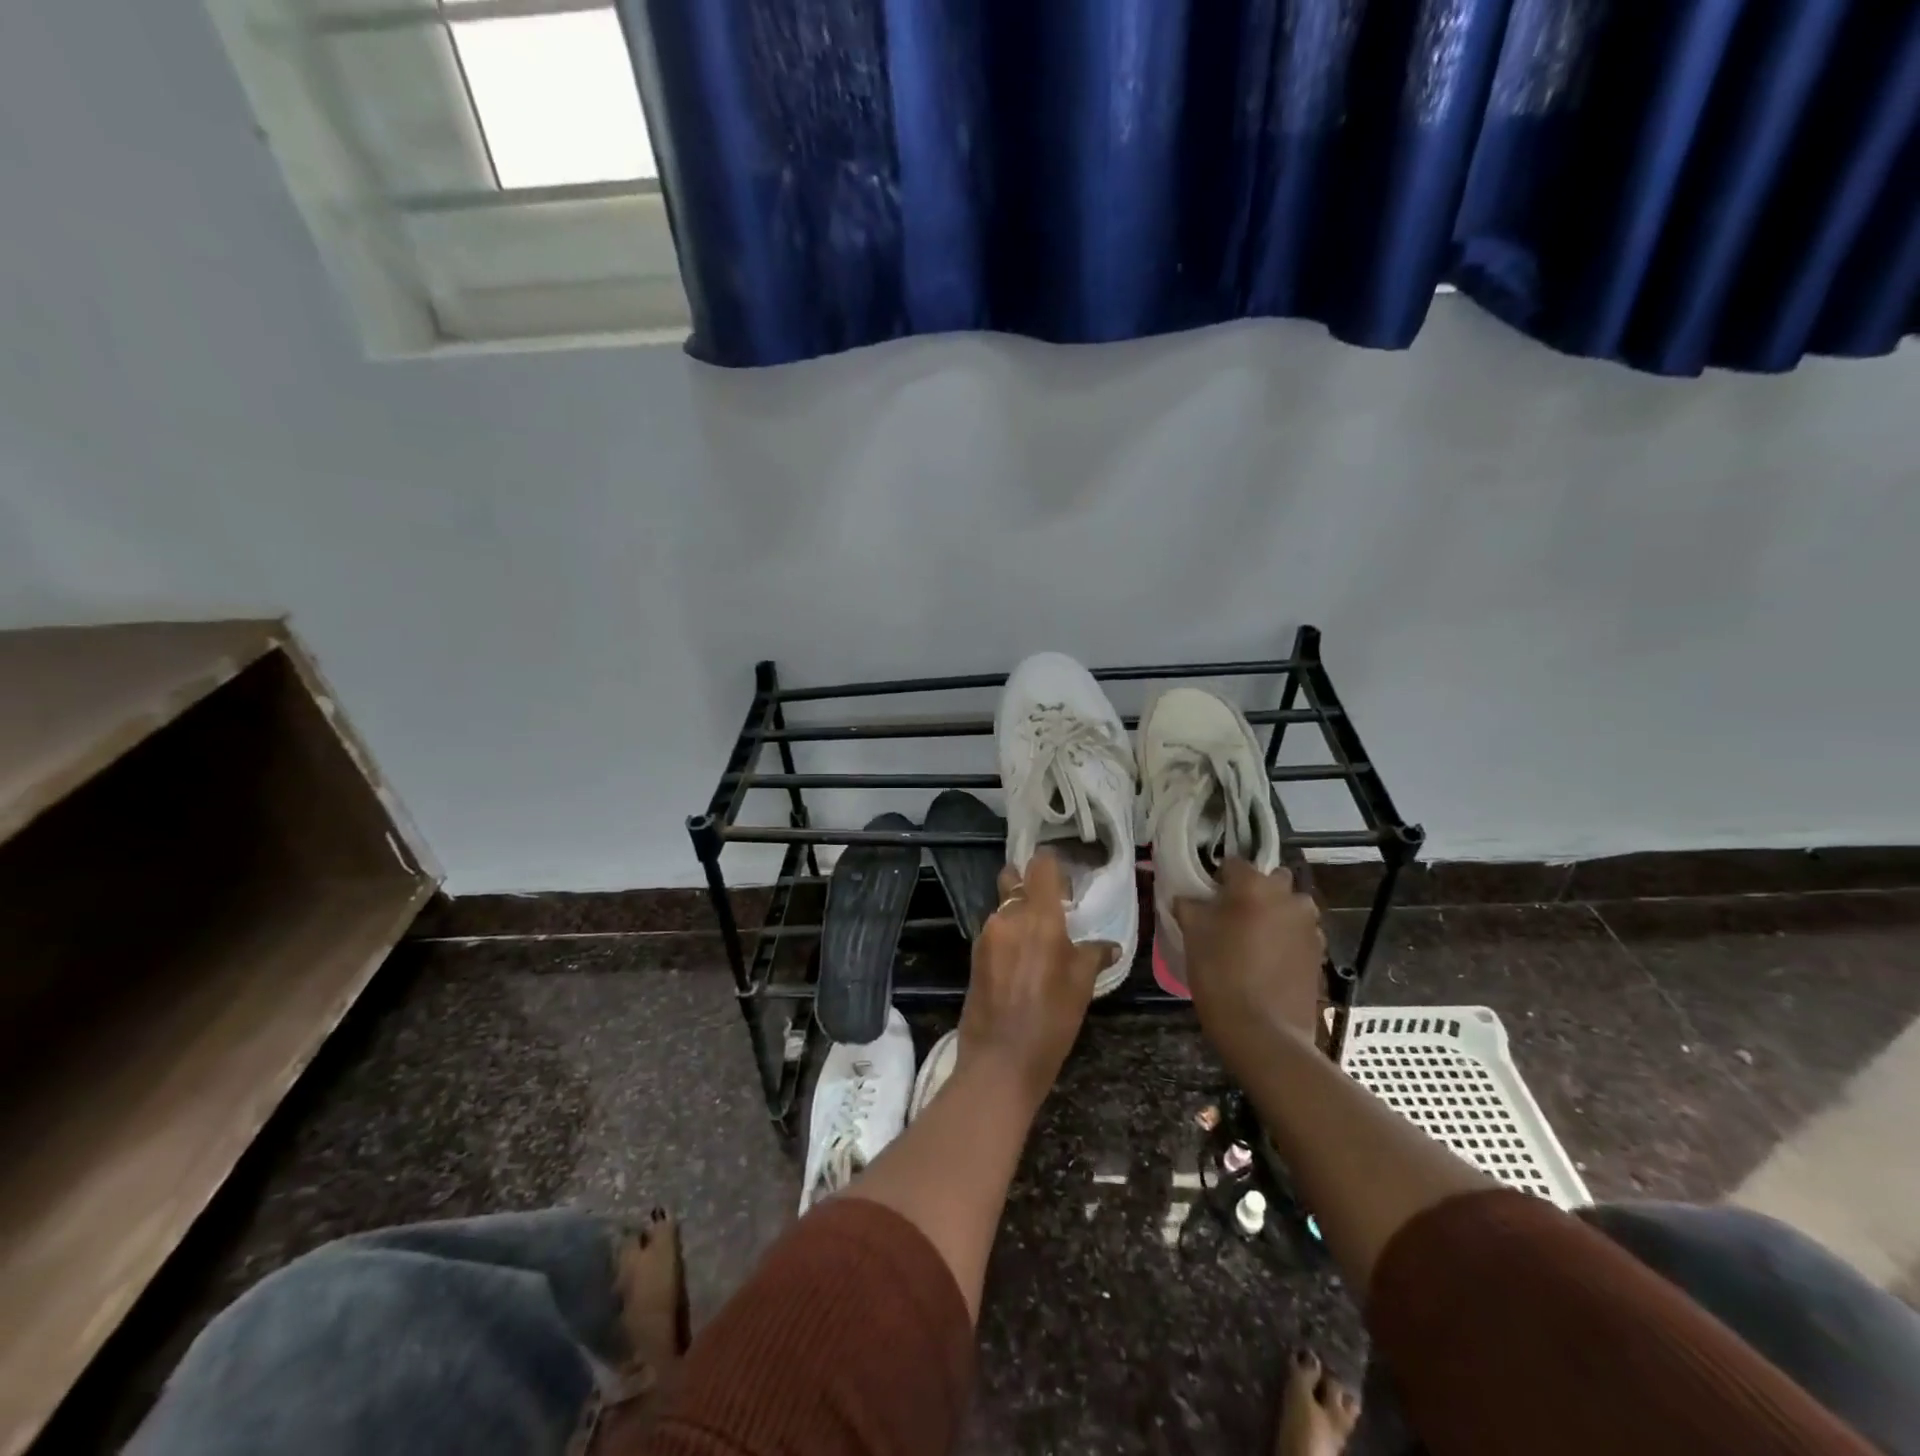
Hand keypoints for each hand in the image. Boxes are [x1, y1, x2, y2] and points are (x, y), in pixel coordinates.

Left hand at [958, 850, 1110, 1107]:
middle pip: (1014, 880)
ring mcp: (986, 935)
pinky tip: (1022, 962)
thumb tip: (1108, 945)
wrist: (1000, 1061)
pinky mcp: (975, 955)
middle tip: (1051, 906)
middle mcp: (1008, 916)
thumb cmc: (1051, 1021)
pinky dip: (1008, 937)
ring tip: (1039, 943)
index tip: (1065, 878)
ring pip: (1004, 908)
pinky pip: (995, 932)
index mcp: (1039, 916)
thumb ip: (1093, 954)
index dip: (1052, 865)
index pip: (1041, 865)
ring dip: (1019, 915)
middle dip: (1029, 885)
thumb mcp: (1081, 986)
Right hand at [1175, 859, 1325, 1050]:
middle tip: (1234, 916)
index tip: (1208, 898)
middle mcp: (1287, 896)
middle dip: (1256, 891)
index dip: (1218, 879)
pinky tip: (1271, 961)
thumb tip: (1188, 897)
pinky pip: (1301, 932)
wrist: (1263, 1030)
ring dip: (1276, 914)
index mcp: (1253, 885)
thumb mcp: (1192, 934)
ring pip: (1290, 906)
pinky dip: (1288, 938)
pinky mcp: (1320, 951)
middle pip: (1271, 880)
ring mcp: (1309, 924)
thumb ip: (1189, 905)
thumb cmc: (1219, 973)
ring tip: (1255, 940)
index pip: (1233, 863)